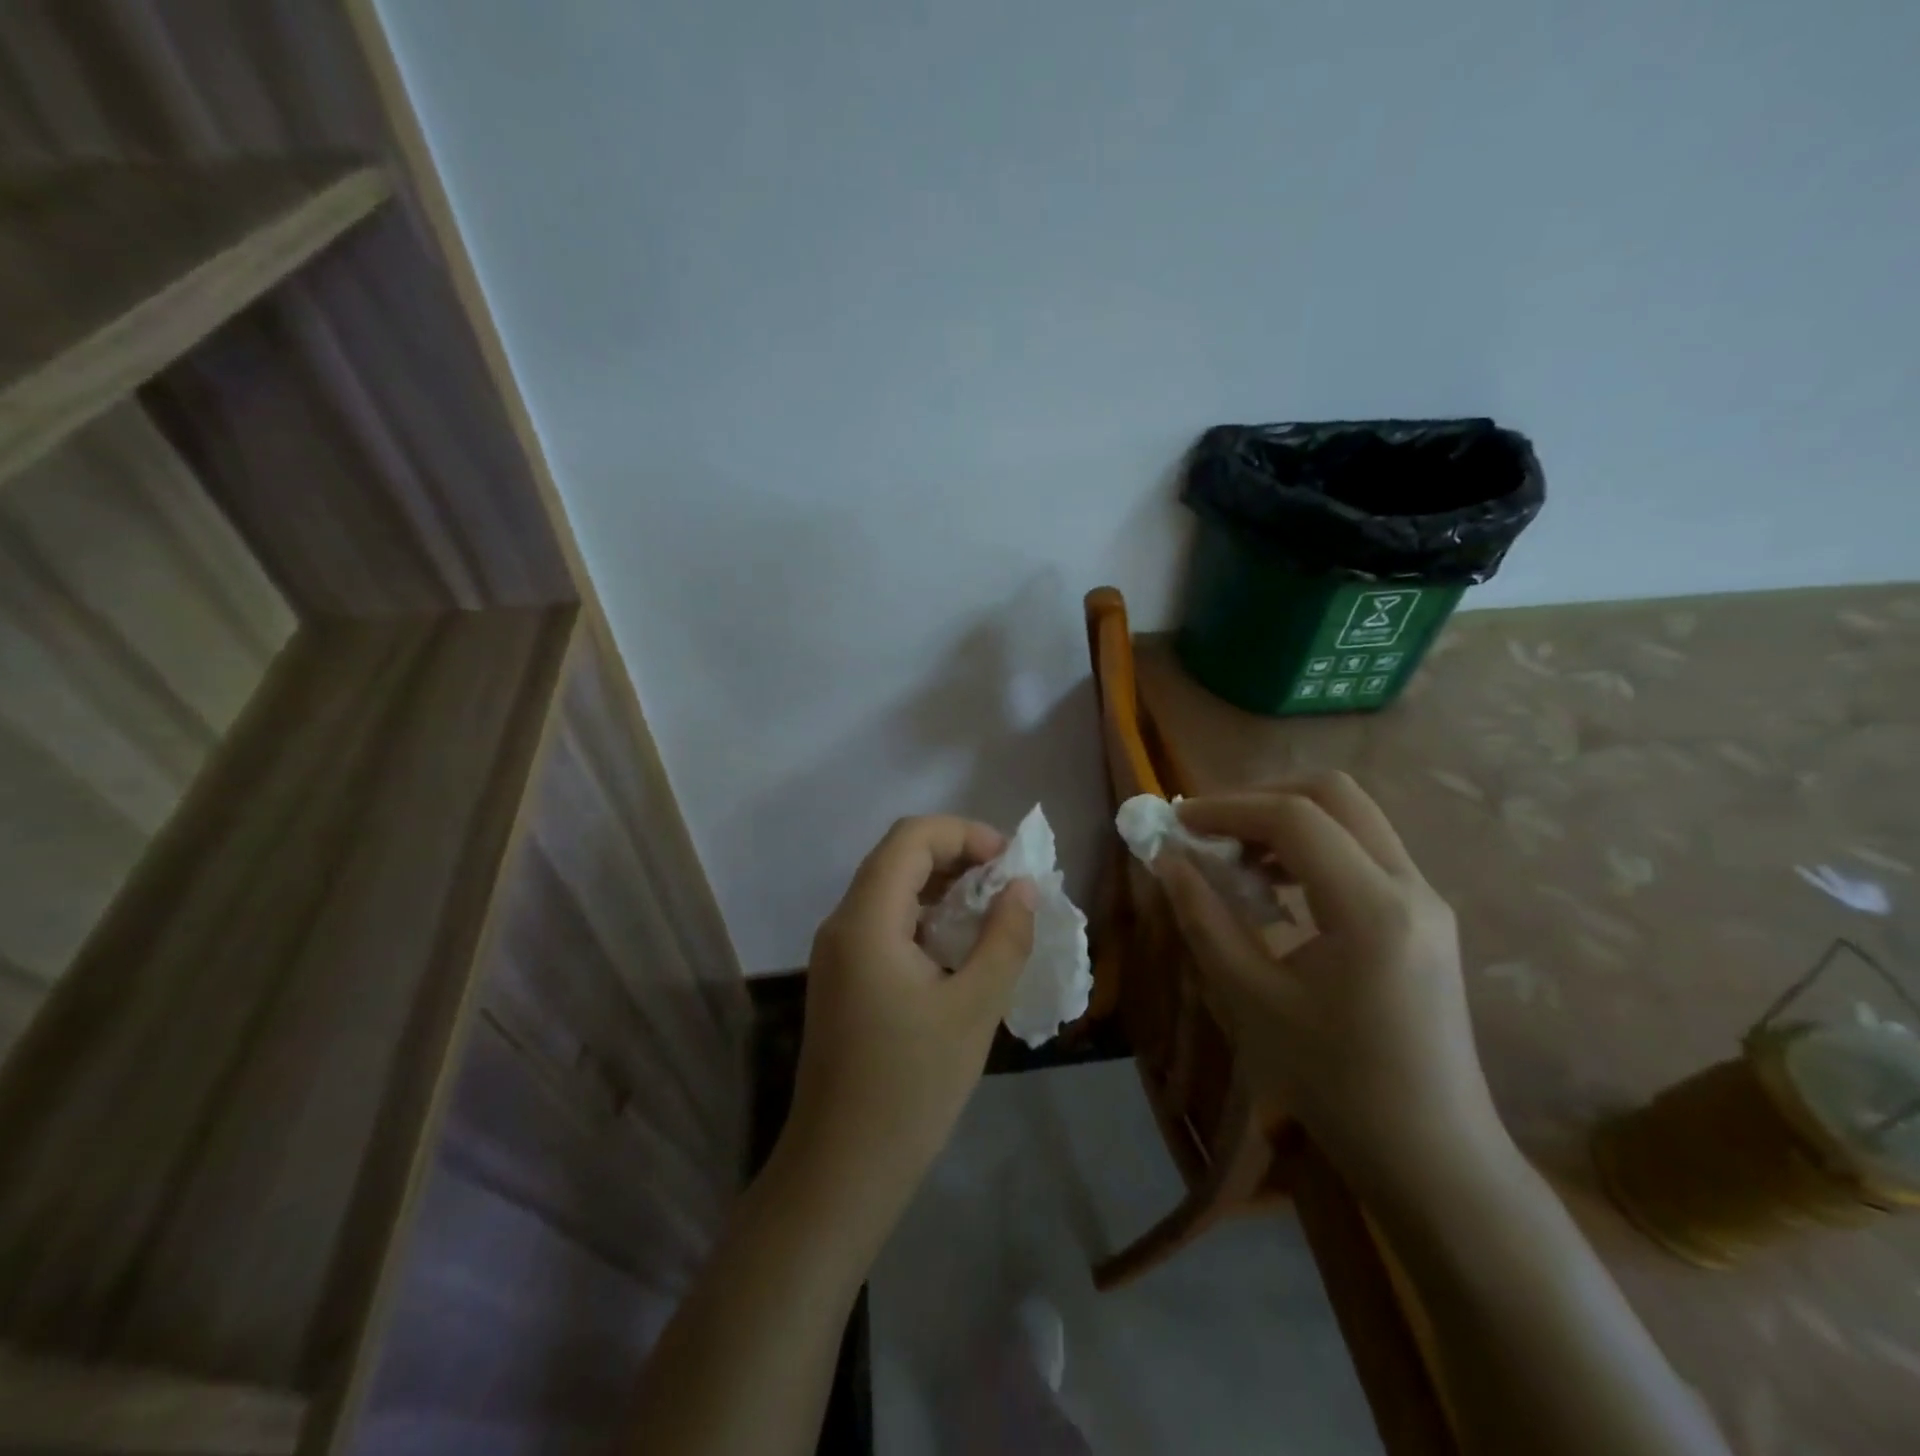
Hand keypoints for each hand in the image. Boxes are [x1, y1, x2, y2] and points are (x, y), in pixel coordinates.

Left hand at [784, 816, 1036, 1215]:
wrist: (842, 1169)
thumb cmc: (911, 1088)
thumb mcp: (974, 1009)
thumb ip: (1004, 939)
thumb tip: (1022, 887)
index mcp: (866, 920)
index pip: (911, 837)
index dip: (964, 834)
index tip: (1010, 863)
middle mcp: (843, 923)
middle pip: (898, 856)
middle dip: (957, 856)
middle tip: (1008, 884)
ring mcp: (838, 952)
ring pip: (891, 888)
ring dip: (942, 886)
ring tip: (993, 912)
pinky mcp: (843, 977)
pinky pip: (885, 922)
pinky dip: (925, 916)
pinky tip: (960, 946)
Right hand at [1158, 772, 1507, 1197]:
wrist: (1432, 1156)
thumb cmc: (1335, 1084)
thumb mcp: (1251, 1000)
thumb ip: (1204, 917)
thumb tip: (1166, 860)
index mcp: (1371, 908)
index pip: (1295, 817)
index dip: (1227, 808)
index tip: (1176, 821)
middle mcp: (1410, 886)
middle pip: (1333, 794)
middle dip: (1261, 797)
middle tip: (1209, 827)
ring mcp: (1426, 899)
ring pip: (1352, 816)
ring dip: (1287, 819)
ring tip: (1235, 855)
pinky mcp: (1424, 916)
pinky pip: (1364, 850)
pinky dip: (1312, 846)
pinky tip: (1276, 886)